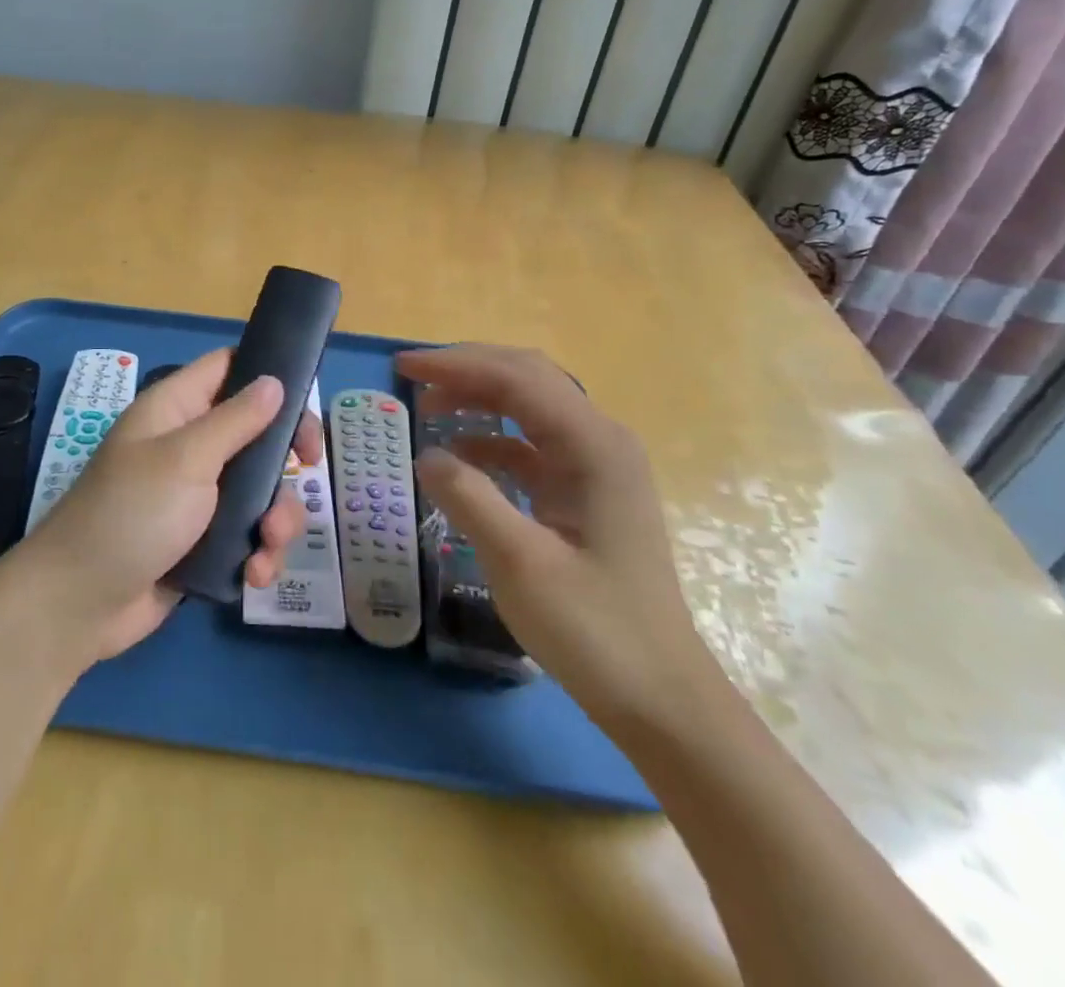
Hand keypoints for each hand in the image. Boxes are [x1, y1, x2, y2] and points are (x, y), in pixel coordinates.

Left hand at [9, 349, 313, 663]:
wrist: (80, 604)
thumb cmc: (131, 514)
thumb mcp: (186, 459)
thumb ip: (235, 420)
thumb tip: (274, 380)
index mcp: (176, 410)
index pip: (228, 368)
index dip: (267, 374)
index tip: (305, 399)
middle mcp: (190, 445)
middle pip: (257, 431)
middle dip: (285, 455)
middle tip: (309, 466)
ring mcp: (198, 496)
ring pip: (260, 490)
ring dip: (276, 518)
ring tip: (267, 544)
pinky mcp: (205, 541)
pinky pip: (248, 536)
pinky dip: (259, 554)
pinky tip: (253, 576)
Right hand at [398, 344, 716, 729]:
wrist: (662, 700)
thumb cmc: (596, 630)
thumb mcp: (520, 563)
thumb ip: (469, 498)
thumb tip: (427, 454)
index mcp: (594, 446)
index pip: (518, 378)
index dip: (457, 364)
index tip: (403, 367)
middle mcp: (601, 442)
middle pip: (527, 379)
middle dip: (467, 371)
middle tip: (412, 377)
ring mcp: (597, 467)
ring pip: (529, 408)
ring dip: (478, 399)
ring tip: (428, 407)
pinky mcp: (586, 493)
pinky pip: (532, 445)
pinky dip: (491, 438)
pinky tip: (460, 455)